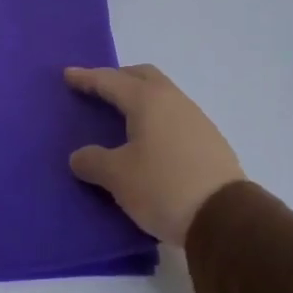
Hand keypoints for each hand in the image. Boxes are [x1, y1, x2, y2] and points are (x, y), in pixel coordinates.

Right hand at [65, 65, 243, 243]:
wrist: (224, 217)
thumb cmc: (162, 187)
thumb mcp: (118, 176)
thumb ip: (93, 161)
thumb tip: (79, 156)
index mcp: (148, 101)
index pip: (111, 81)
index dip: (87, 78)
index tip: (68, 74)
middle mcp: (174, 101)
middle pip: (143, 76)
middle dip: (119, 78)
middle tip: (99, 88)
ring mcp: (197, 120)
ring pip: (162, 96)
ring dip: (140, 99)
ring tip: (122, 116)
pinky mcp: (210, 141)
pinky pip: (175, 118)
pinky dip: (156, 119)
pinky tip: (149, 141)